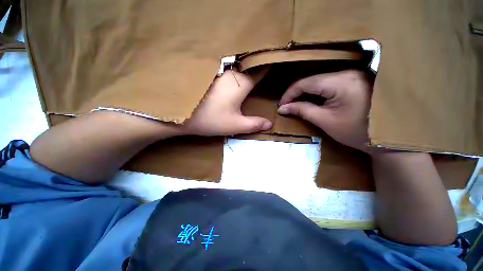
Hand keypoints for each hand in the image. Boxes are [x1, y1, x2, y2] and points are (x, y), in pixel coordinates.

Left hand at [184, 67, 271, 135]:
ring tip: (253, 71)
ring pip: (238, 67)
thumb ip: (254, 124)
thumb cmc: (210, 119)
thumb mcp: (235, 125)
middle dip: (258, 67)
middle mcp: (231, 73)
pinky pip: (228, 71)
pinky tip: (236, 78)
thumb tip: (269, 124)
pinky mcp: (211, 75)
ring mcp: (219, 72)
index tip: (277, 64)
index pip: (260, 70)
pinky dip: (235, 72)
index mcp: (241, 83)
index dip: (269, 67)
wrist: (179, 113)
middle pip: (250, 66)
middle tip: (266, 69)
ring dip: (246, 68)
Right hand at [277, 70, 372, 152]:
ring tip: (295, 104)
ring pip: (318, 80)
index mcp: (341, 82)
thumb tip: (283, 108)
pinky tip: (310, 100)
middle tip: (287, 106)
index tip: (281, 106)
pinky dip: (315, 92)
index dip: (290, 94)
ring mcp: (351, 74)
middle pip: (311, 79)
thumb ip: (302, 110)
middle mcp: (347, 72)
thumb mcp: (324, 121)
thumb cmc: (355, 132)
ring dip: (304, 92)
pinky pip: (327, 82)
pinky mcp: (353, 79)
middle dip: (296, 93)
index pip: (305, 83)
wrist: (385, 138)